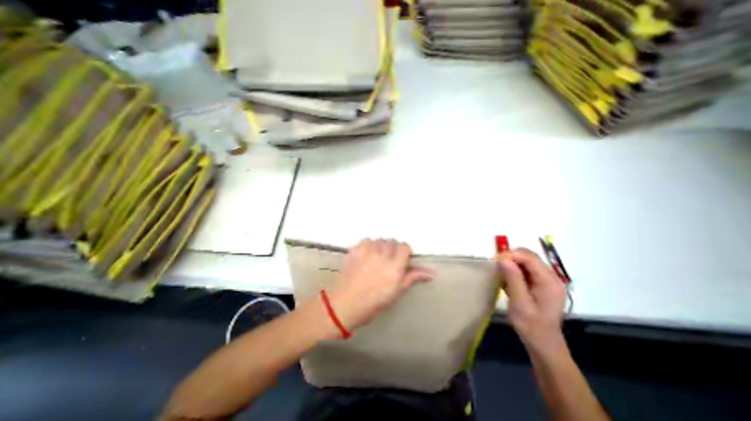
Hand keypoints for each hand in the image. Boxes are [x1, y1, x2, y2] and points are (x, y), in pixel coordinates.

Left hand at [329, 240, 433, 331]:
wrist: (348, 303)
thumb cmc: (375, 301)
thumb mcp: (397, 291)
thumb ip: (412, 277)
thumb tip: (431, 272)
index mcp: (395, 266)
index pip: (404, 247)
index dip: (404, 252)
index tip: (401, 259)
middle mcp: (382, 255)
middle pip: (392, 241)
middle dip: (392, 249)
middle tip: (387, 261)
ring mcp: (368, 251)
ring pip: (379, 240)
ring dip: (380, 247)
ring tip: (376, 258)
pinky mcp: (356, 250)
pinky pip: (366, 240)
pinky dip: (368, 245)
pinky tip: (366, 256)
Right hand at [497, 249, 566, 353]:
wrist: (543, 343)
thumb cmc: (531, 325)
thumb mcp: (520, 303)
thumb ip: (513, 279)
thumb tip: (503, 258)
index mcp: (549, 282)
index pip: (529, 257)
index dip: (511, 254)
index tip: (495, 260)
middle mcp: (551, 277)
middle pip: (529, 257)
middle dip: (511, 258)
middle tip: (497, 267)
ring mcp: (547, 280)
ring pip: (526, 262)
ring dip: (512, 264)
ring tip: (501, 275)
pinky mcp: (541, 284)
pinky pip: (526, 269)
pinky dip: (514, 271)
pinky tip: (508, 281)